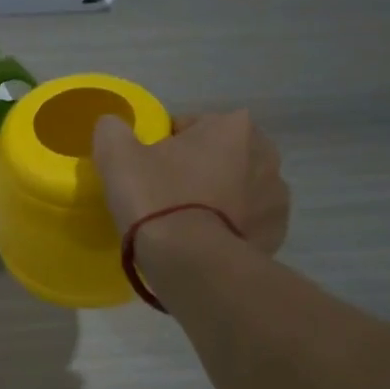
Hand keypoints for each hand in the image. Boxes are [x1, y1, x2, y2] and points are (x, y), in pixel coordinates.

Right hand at [92, 110, 289, 255]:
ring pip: (233, 189)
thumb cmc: (156, 199)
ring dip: (213, 199)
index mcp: (232, 125)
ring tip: (182, 225)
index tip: (144, 173)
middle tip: (161, 199)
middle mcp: (266, 153)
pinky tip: (202, 243)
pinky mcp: (276, 233)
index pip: (186, 127)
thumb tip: (113, 126)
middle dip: (193, 171)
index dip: (159, 149)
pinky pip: (245, 222)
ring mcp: (277, 196)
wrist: (190, 263)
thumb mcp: (116, 156)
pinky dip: (227, 228)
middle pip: (215, 156)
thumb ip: (112, 130)